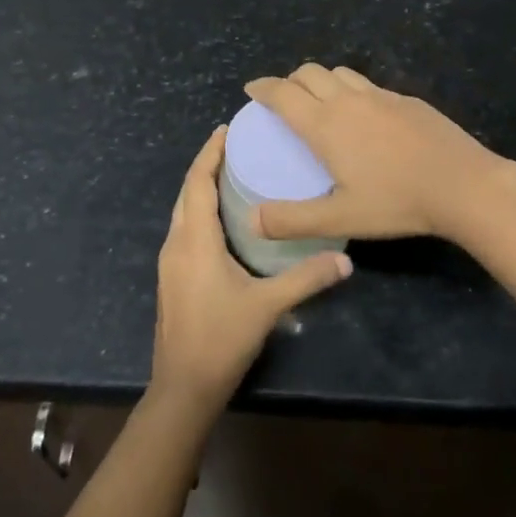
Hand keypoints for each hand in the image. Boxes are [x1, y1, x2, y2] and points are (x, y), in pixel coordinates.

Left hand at [150, 126, 352, 415]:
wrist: (183, 387)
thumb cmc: (221, 339)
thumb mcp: (267, 306)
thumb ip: (306, 279)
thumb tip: (345, 260)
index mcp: (194, 240)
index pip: (197, 182)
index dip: (210, 153)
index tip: (226, 129)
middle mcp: (176, 243)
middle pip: (187, 191)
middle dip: (207, 164)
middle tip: (235, 145)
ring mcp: (170, 261)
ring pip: (182, 210)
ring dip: (201, 187)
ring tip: (231, 174)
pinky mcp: (172, 277)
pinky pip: (183, 228)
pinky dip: (199, 210)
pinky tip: (222, 218)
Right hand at [246, 64, 515, 245]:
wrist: (463, 183)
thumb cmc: (396, 201)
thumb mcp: (340, 219)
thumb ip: (293, 220)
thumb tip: (252, 220)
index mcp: (325, 124)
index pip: (283, 93)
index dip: (263, 87)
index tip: (251, 88)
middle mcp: (348, 100)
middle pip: (309, 73)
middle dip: (289, 80)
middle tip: (284, 99)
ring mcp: (380, 96)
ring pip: (340, 73)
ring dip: (321, 80)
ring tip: (320, 101)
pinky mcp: (406, 99)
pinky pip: (368, 85)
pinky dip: (352, 90)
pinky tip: (364, 116)